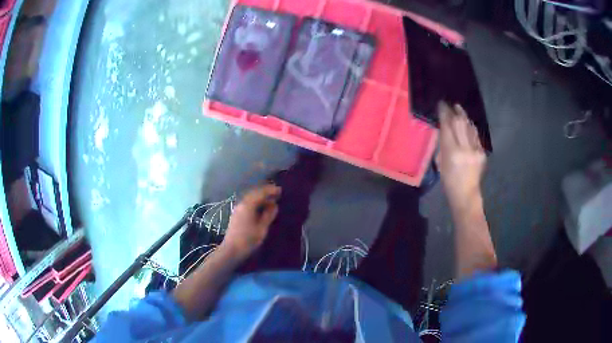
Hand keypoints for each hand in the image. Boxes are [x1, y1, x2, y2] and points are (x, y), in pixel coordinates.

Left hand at [221, 184, 280, 259]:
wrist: (231, 250)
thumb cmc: (248, 240)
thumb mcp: (262, 228)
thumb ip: (268, 215)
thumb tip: (274, 205)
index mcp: (248, 205)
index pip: (261, 193)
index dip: (271, 190)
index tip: (280, 190)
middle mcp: (242, 203)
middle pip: (254, 193)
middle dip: (265, 192)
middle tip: (276, 194)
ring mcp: (237, 209)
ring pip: (250, 198)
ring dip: (260, 197)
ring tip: (271, 200)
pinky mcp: (236, 214)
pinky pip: (247, 203)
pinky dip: (255, 202)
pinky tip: (261, 208)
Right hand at [436, 102, 486, 209]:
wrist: (466, 194)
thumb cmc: (448, 181)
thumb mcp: (441, 162)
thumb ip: (443, 145)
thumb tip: (444, 129)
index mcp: (451, 152)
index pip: (447, 126)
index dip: (444, 113)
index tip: (441, 104)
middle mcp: (465, 148)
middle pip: (459, 123)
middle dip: (454, 111)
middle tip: (450, 104)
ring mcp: (476, 150)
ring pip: (469, 127)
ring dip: (464, 116)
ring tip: (459, 109)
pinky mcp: (482, 152)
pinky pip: (475, 135)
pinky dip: (470, 128)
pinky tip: (467, 124)